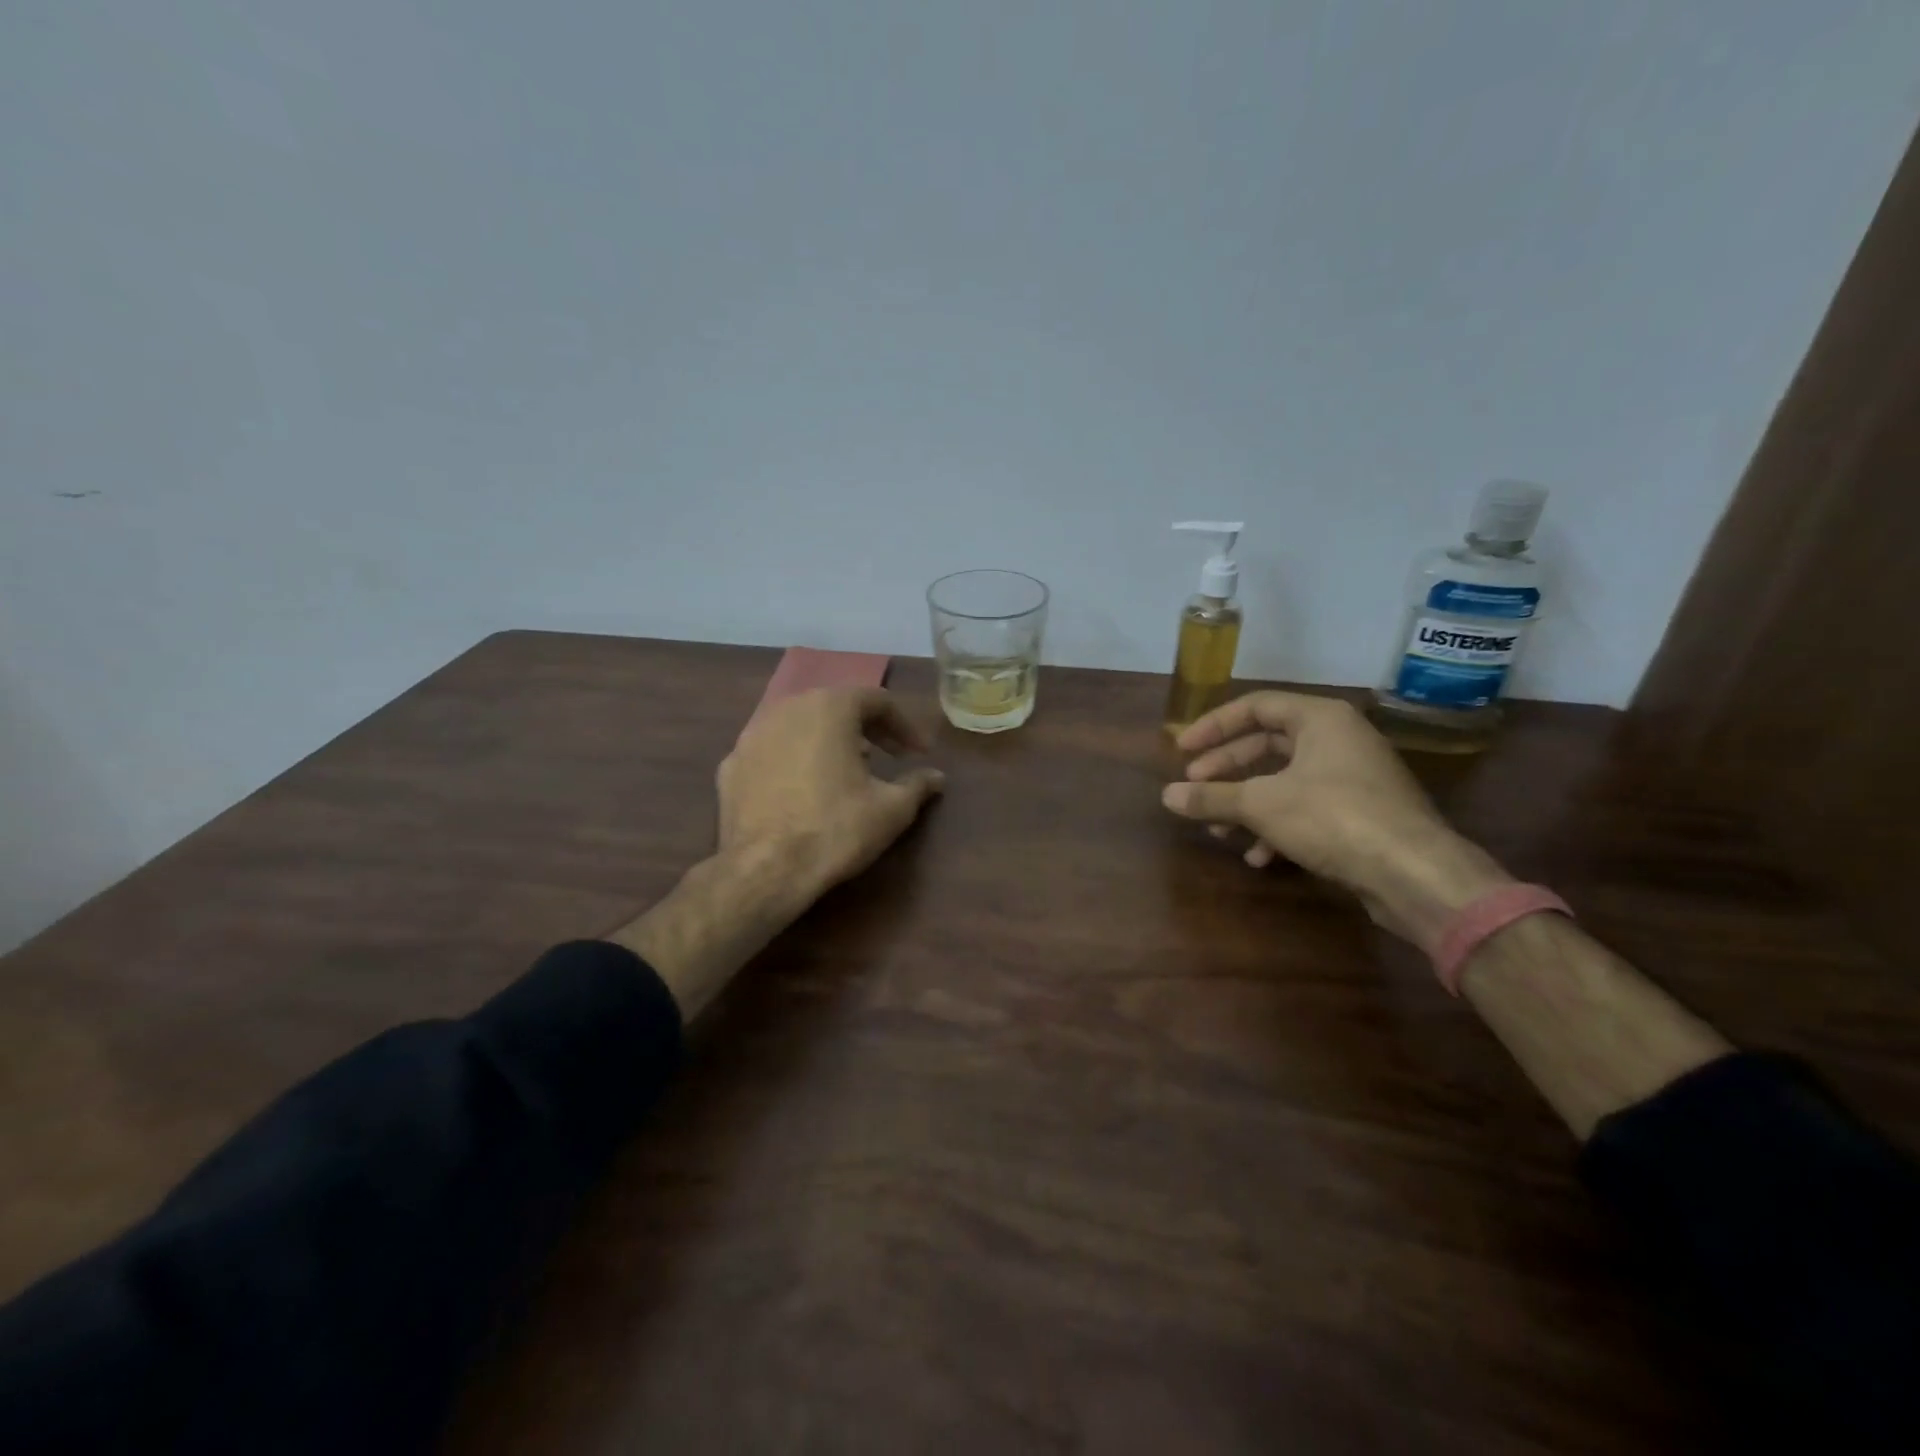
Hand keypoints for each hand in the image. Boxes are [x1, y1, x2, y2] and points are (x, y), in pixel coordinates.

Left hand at [613, 687, 942, 1017]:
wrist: (764, 870)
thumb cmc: (836, 829)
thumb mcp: (892, 809)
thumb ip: (917, 784)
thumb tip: (936, 777)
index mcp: (829, 708)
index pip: (876, 700)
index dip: (903, 725)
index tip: (919, 752)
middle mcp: (787, 709)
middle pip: (835, 706)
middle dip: (866, 728)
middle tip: (887, 755)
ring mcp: (751, 736)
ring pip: (800, 725)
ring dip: (828, 741)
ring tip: (846, 770)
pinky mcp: (730, 766)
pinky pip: (772, 752)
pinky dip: (794, 761)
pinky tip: (804, 790)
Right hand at [1161, 691, 1511, 946]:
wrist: (1414, 873)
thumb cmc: (1333, 817)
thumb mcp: (1262, 804)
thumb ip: (1211, 796)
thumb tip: (1166, 796)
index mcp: (1321, 719)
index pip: (1255, 706)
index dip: (1213, 726)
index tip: (1182, 750)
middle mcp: (1339, 739)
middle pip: (1268, 744)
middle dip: (1227, 770)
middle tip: (1194, 786)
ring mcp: (1353, 777)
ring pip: (1284, 781)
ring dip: (1247, 804)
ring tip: (1218, 830)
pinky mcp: (1362, 813)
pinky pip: (1306, 809)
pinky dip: (1277, 827)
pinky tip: (1259, 857)